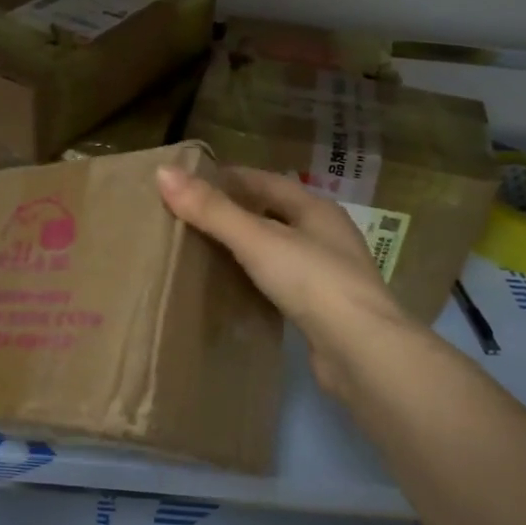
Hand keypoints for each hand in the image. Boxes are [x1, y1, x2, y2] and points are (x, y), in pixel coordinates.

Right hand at [157, 164, 410, 399]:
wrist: (361, 351)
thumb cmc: (312, 282)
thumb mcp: (257, 240)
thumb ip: (212, 210)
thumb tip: (163, 173)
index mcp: (316, 208)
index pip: (266, 180)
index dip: (229, 178)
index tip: (189, 182)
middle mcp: (326, 234)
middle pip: (273, 212)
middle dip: (236, 210)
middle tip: (191, 216)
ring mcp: (327, 273)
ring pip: (278, 247)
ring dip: (247, 245)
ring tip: (205, 248)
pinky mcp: (322, 308)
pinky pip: (281, 280)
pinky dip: (257, 276)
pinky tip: (235, 286)